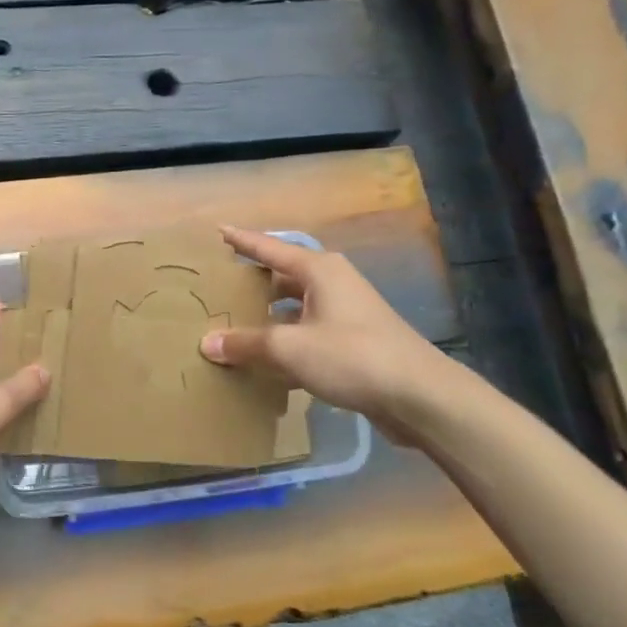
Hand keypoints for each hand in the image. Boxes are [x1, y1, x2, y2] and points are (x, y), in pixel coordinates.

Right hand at [199, 226, 456, 444]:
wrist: (419, 396)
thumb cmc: (352, 356)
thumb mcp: (290, 348)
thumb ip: (246, 343)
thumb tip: (207, 343)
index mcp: (319, 271)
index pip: (270, 248)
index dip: (242, 241)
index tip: (219, 231)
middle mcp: (333, 284)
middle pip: (283, 277)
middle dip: (253, 283)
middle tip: (219, 289)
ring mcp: (346, 313)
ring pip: (295, 308)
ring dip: (268, 317)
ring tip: (235, 325)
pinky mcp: (354, 342)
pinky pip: (308, 333)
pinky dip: (286, 341)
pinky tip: (266, 361)